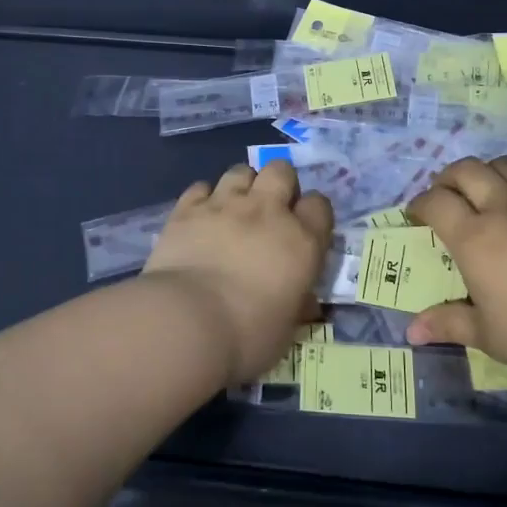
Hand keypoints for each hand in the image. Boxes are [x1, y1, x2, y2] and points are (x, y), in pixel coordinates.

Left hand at [143, 161, 333, 384]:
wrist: (186, 323)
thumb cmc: (247, 336)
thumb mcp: (287, 329)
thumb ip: (297, 304)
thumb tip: (305, 302)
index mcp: (301, 241)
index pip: (320, 205)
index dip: (313, 213)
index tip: (304, 230)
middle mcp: (267, 212)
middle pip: (281, 171)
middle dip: (279, 183)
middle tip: (270, 210)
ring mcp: (225, 205)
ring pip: (240, 171)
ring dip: (242, 185)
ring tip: (234, 208)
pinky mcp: (187, 209)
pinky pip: (200, 186)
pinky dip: (203, 198)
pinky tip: (200, 217)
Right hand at [405, 156, 506, 386]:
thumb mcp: (489, 335)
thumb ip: (449, 323)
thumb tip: (411, 332)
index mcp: (475, 237)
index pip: (435, 202)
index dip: (420, 205)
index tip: (418, 216)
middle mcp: (505, 207)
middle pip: (466, 170)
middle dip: (449, 178)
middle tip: (448, 196)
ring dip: (491, 173)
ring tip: (491, 193)